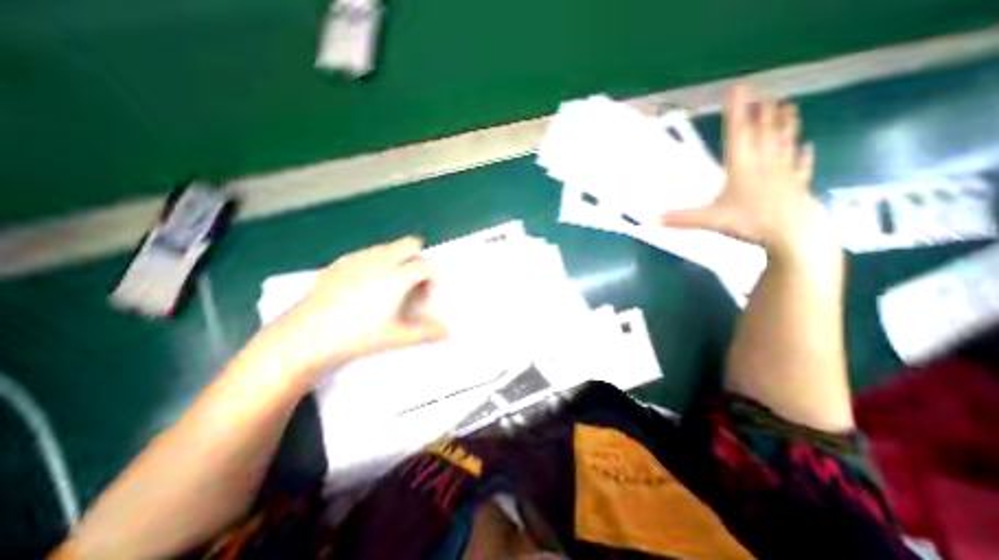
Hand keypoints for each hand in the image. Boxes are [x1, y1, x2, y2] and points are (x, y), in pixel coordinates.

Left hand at [261, 236, 444, 375]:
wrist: (304, 336)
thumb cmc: (356, 336)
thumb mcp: (396, 337)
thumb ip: (426, 332)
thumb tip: (448, 331)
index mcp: (396, 276)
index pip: (427, 266)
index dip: (437, 277)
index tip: (436, 291)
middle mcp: (379, 260)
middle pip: (410, 244)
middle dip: (419, 258)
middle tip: (417, 281)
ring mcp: (357, 258)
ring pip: (388, 246)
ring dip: (399, 258)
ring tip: (394, 284)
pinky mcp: (340, 262)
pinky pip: (368, 253)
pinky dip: (378, 261)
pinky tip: (368, 283)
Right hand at [663, 85, 836, 263]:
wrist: (793, 234)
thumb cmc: (750, 222)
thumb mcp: (710, 220)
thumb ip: (681, 218)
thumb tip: (653, 219)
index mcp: (742, 167)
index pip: (737, 133)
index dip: (737, 109)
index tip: (738, 87)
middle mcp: (765, 163)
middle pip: (764, 132)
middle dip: (762, 112)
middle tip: (764, 93)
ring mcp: (784, 172)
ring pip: (785, 142)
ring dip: (785, 124)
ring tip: (788, 106)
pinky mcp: (798, 184)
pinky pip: (801, 165)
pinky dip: (803, 155)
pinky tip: (807, 147)